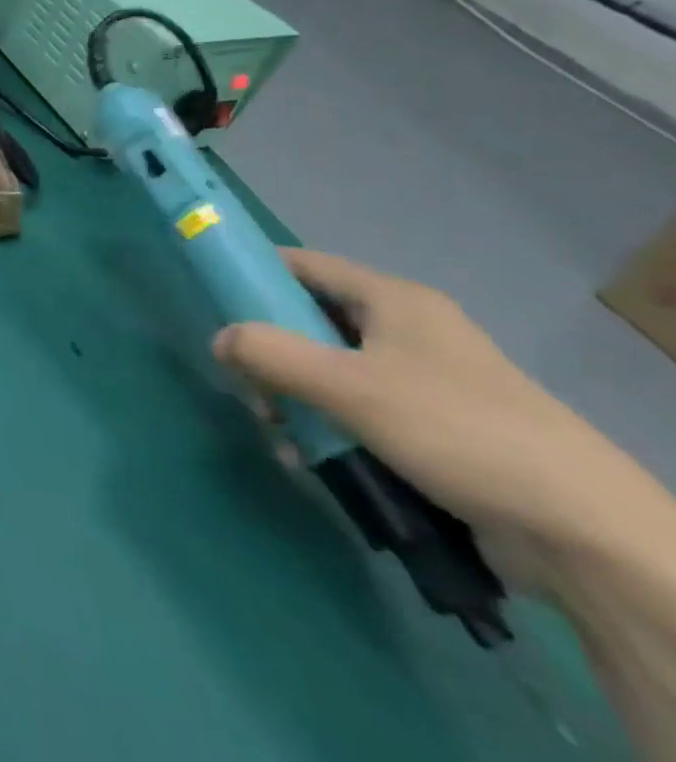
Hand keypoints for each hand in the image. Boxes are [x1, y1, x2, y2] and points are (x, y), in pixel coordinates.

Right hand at [212, 249, 654, 587]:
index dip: (254, 272)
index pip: (303, 264)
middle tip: (247, 386)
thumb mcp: (348, 386)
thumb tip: (219, 339)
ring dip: (292, 398)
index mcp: (393, 300)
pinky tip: (310, 460)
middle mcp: (406, 331)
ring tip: (280, 434)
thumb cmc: (457, 430)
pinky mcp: (432, 429)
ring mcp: (421, 381)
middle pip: (309, 321)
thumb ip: (270, 354)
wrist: (584, 534)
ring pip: (327, 371)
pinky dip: (325, 427)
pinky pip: (355, 411)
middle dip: (268, 352)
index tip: (214, 296)